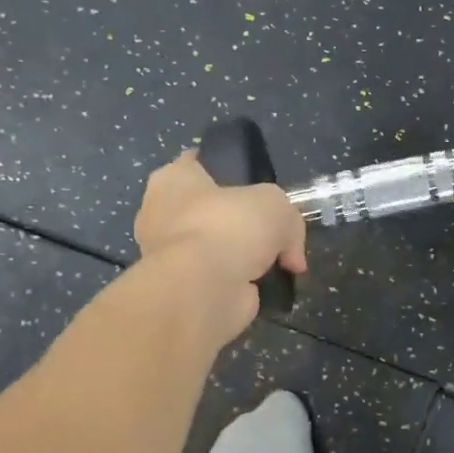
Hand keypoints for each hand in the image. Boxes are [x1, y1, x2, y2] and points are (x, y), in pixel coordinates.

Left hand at [133, 151, 307, 340]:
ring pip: (216, 248)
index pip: (198, 164)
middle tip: (272, 230)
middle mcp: (162, 214)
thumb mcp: (277, 205)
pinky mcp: (181, 289)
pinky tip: (264, 288)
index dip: (228, 171)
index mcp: (172, 179)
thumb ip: (290, 222)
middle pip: (211, 211)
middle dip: (240, 223)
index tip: (255, 185)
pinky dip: (239, 285)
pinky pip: (217, 280)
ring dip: (242, 258)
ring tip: (277, 263)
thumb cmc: (229, 226)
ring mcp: (169, 255)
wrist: (203, 289)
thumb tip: (291, 257)